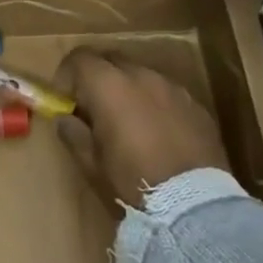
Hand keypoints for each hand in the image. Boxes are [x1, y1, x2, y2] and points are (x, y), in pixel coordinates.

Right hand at [52, 49, 228, 208]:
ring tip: (129, 122)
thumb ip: (74, 133)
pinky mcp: (196, 106)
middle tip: (94, 108)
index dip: (67, 75)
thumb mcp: (91, 164)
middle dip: (98, 77)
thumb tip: (66, 118)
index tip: (66, 99)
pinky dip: (156, 104)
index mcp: (109, 86)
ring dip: (129, 90)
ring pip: (142, 76)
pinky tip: (159, 135)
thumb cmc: (132, 183)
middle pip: (112, 60)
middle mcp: (142, 76)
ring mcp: (173, 88)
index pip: (80, 58)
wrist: (194, 205)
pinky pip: (167, 94)